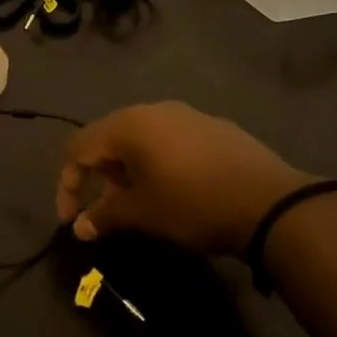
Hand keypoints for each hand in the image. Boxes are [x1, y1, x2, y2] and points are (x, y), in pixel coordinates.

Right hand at [54, 102, 316, 254]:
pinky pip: (170, 139)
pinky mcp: (212, 126)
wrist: (270, 202)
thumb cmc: (193, 204)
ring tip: (141, 202)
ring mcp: (186, 114)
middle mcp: (153, 109)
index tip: (72, 220)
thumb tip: (80, 227)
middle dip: (100, 176)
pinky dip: (158, 162)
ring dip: (129, 169)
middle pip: (108, 137)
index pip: (78, 147)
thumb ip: (105, 216)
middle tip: (108, 211)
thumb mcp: (143, 214)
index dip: (67, 184)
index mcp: (128, 124)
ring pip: (141, 138)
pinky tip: (176, 189)